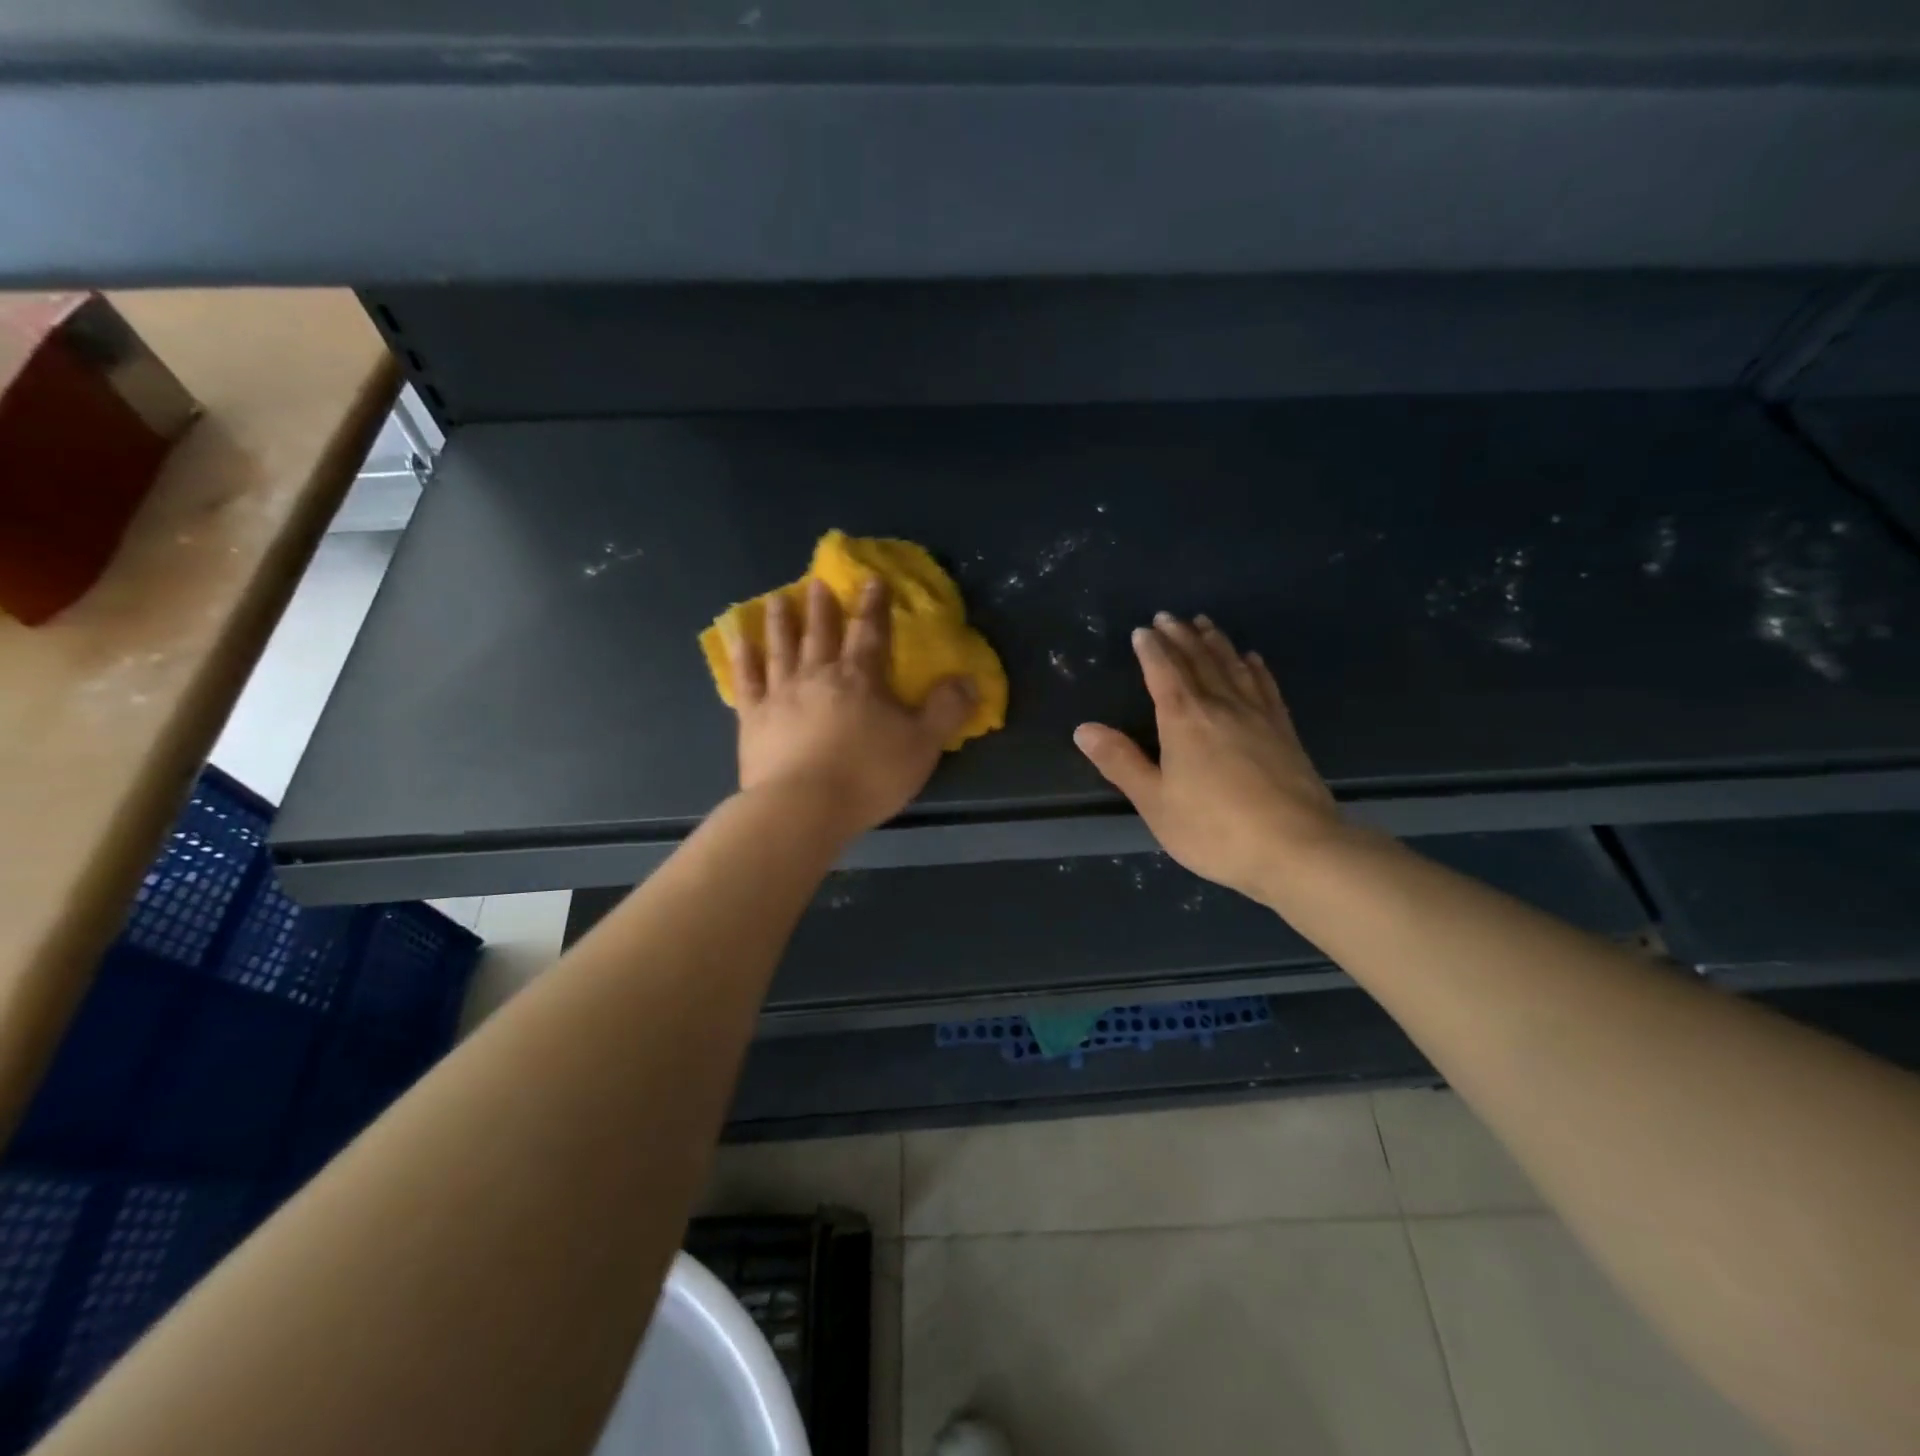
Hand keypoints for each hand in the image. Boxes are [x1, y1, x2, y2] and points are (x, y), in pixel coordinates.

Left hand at [722, 577, 975, 839]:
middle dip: (823, 607)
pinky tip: (739, 640)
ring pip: (781, 648)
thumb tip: (969, 679)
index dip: (874, 606)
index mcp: (860, 679)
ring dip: (781, 622)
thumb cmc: (867, 776)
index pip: (870, 633)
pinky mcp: (753, 719)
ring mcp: (781, 695)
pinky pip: (747, 681)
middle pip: (820, 634)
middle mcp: (818, 676)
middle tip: (817, 581)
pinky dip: (743, 658)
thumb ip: (946, 710)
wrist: (803, 807)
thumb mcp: (922, 745)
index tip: (871, 580)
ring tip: (778, 598)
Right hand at [1074, 614, 1342, 902]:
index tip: (1143, 631)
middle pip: (1198, 661)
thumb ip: (1120, 762)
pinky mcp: (1285, 730)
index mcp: (1184, 720)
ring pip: (1232, 666)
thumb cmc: (1214, 829)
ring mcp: (1258, 715)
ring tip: (1204, 623)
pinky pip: (1266, 686)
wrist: (1296, 848)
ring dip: (1215, 642)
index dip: (1151, 650)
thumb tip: (1084, 729)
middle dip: (1180, 637)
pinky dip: (1254, 667)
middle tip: (1168, 617)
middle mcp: (1221, 706)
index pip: (1163, 672)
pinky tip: (1252, 658)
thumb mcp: (1155, 801)